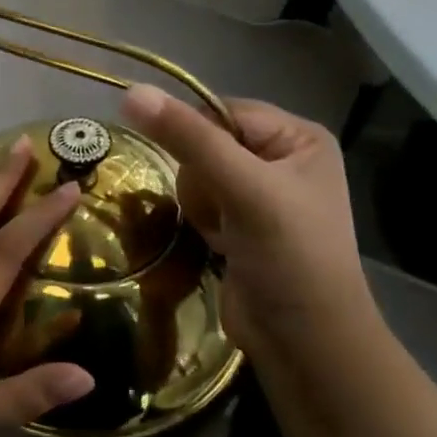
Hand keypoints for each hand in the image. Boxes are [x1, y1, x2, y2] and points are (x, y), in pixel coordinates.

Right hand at [120, 85, 374, 357]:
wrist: (305, 343)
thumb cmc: (289, 257)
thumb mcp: (243, 189)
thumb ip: (188, 139)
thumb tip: (131, 92)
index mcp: (299, 137)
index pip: (223, 110)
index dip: (196, 136)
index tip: (195, 170)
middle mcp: (283, 158)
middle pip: (206, 142)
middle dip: (202, 178)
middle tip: (224, 210)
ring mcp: (261, 193)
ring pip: (196, 173)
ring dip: (200, 204)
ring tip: (224, 233)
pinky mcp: (242, 223)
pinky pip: (200, 201)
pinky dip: (202, 221)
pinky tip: (221, 244)